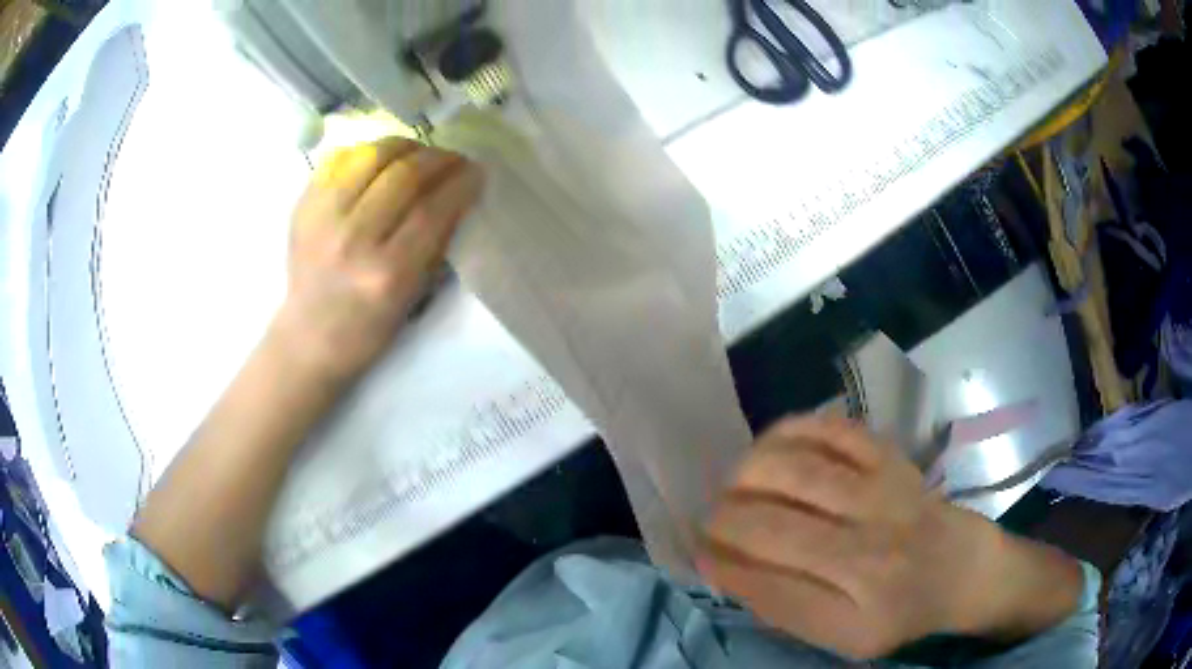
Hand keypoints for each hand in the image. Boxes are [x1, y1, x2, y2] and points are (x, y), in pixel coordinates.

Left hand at [276, 138, 482, 380]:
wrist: (309, 337)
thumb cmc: (368, 328)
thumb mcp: (412, 298)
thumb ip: (436, 245)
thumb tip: (458, 195)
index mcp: (386, 274)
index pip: (432, 210)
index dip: (461, 182)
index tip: (476, 171)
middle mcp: (353, 241)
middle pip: (404, 175)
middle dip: (438, 158)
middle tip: (452, 158)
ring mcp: (321, 219)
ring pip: (371, 156)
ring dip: (405, 145)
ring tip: (418, 151)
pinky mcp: (302, 206)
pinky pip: (339, 158)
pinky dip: (367, 150)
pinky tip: (381, 158)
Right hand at [699, 415, 1064, 659]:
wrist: (962, 569)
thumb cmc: (897, 611)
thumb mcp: (841, 637)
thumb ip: (783, 607)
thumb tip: (721, 563)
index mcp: (856, 610)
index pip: (767, 585)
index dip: (721, 563)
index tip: (696, 549)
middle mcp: (871, 551)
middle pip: (772, 526)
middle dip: (723, 518)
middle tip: (710, 516)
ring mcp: (884, 493)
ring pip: (794, 469)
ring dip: (746, 472)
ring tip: (735, 483)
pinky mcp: (891, 456)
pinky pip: (831, 429)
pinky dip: (790, 430)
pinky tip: (773, 447)